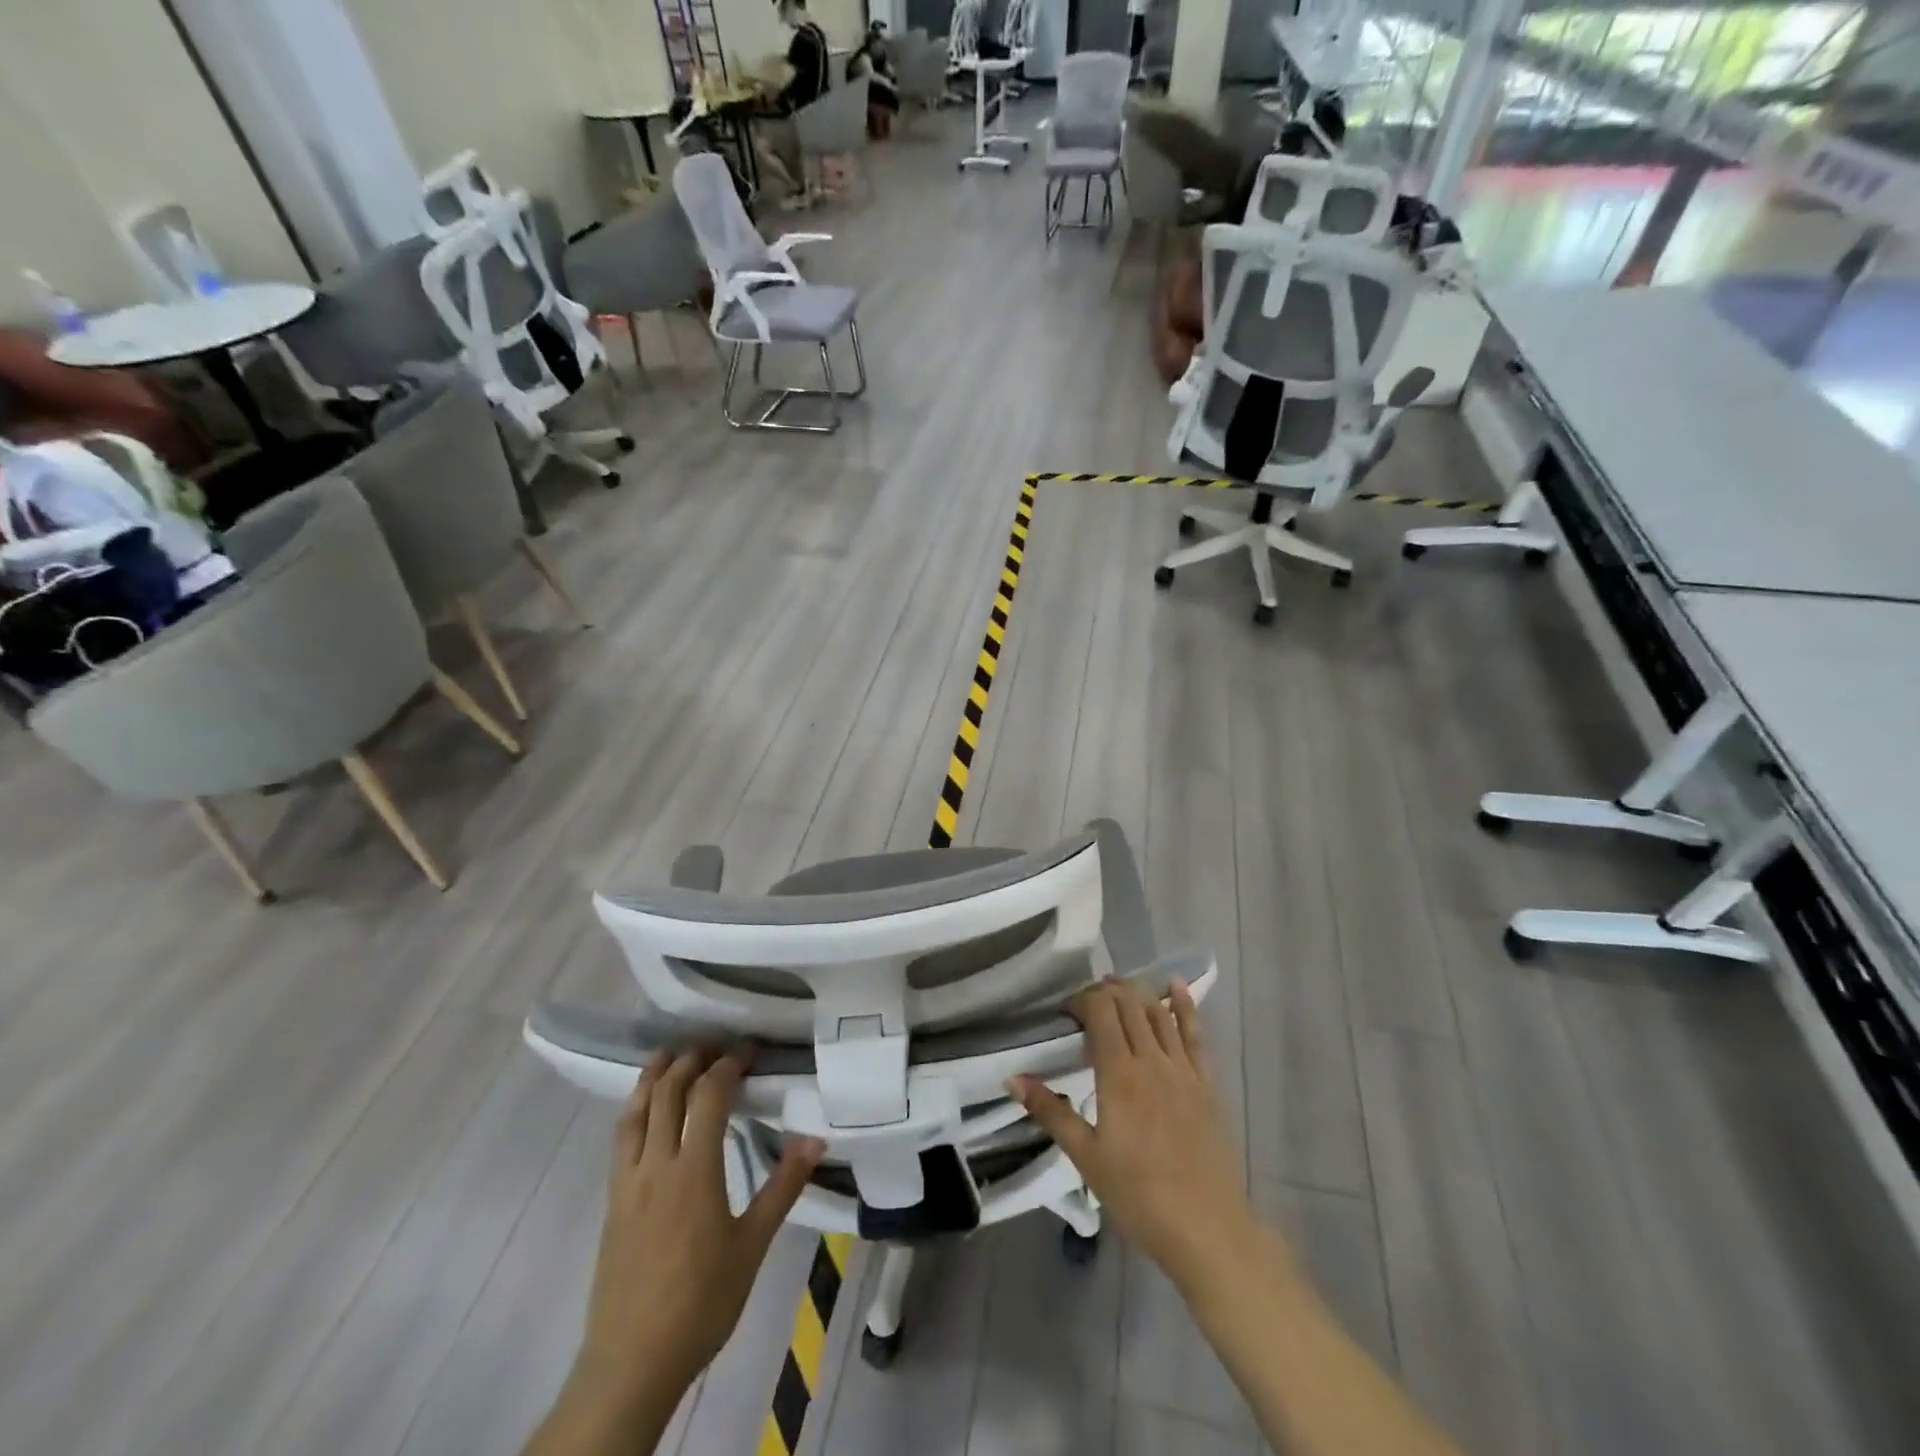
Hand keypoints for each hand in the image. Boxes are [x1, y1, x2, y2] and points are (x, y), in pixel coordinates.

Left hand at [578, 1046, 823, 1400]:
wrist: (632, 1362)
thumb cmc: (701, 1302)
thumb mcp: (752, 1245)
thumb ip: (783, 1186)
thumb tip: (815, 1138)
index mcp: (693, 1170)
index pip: (708, 1095)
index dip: (728, 1064)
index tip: (749, 1050)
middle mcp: (656, 1164)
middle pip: (667, 1091)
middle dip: (691, 1059)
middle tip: (716, 1045)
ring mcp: (627, 1181)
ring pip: (635, 1109)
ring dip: (654, 1074)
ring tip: (672, 1053)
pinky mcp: (612, 1200)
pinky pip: (621, 1137)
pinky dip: (634, 1106)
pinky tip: (644, 1107)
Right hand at [1010, 979, 1256, 1294]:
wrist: (1208, 1230)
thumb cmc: (1138, 1196)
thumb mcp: (1086, 1157)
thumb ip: (1050, 1112)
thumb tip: (1012, 1078)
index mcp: (1119, 1074)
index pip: (1100, 1012)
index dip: (1081, 1000)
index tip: (1065, 1013)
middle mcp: (1152, 1060)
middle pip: (1129, 1004)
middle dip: (1105, 992)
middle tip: (1086, 1002)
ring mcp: (1183, 1069)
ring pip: (1159, 1012)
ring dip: (1138, 992)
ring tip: (1118, 986)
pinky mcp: (1206, 1084)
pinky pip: (1196, 1034)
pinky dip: (1185, 1005)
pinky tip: (1177, 986)